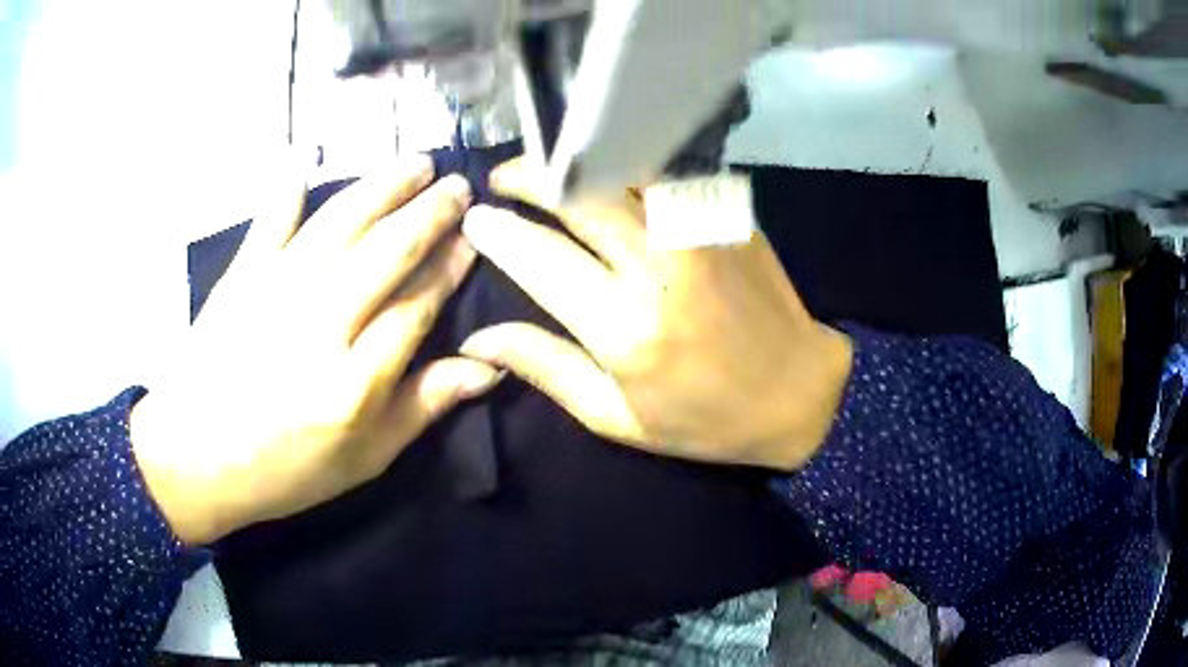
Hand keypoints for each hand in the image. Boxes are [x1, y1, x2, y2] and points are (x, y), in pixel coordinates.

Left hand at [131, 156, 501, 544]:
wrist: (194, 460)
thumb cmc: (284, 468)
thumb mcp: (364, 459)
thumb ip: (423, 407)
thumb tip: (489, 368)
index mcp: (355, 382)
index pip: (418, 306)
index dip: (450, 267)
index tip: (475, 238)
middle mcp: (319, 325)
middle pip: (386, 251)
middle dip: (431, 213)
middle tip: (459, 186)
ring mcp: (275, 292)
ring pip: (341, 224)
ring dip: (383, 187)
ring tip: (416, 164)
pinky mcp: (240, 277)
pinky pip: (269, 223)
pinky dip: (285, 191)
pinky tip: (302, 162)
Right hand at [460, 162, 852, 470]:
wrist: (799, 391)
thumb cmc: (704, 418)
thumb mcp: (615, 416)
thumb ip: (545, 367)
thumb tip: (479, 337)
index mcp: (625, 328)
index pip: (540, 258)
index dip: (499, 232)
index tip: (474, 217)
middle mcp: (659, 266)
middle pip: (577, 195)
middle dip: (528, 176)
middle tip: (502, 178)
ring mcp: (699, 230)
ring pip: (620, 167)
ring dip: (574, 160)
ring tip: (546, 166)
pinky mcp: (727, 214)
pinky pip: (663, 171)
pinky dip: (623, 160)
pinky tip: (604, 167)